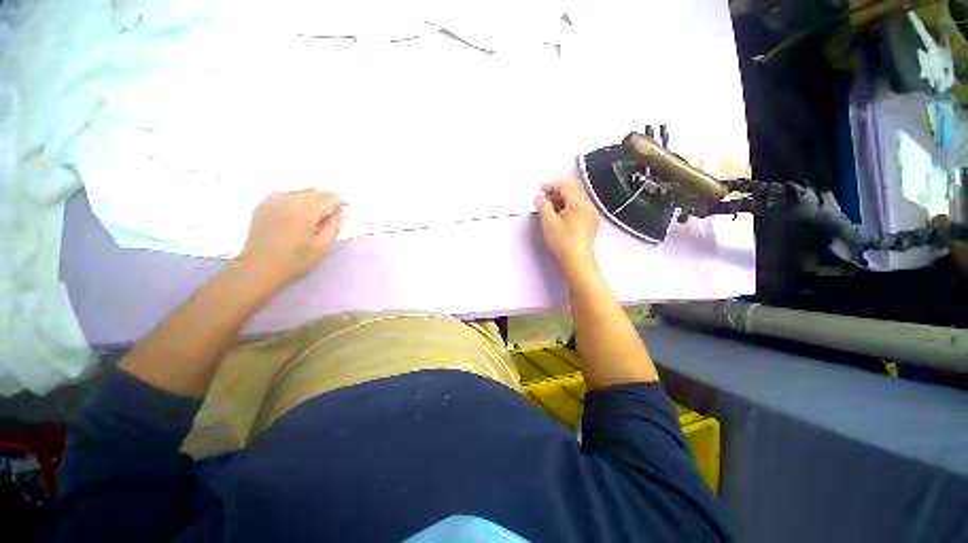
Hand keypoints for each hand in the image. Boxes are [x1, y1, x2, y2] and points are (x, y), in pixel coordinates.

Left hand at [239, 190, 345, 285]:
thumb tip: (341, 211)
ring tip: (317, 210)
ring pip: (300, 192)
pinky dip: (296, 198)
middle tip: (334, 209)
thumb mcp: (323, 247)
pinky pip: (285, 194)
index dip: (340, 200)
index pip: (328, 197)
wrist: (259, 268)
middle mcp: (290, 200)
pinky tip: (297, 209)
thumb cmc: (296, 260)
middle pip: (314, 192)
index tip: (346, 206)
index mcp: (306, 210)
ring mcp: (274, 201)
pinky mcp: (264, 205)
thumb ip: (334, 226)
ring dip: (312, 198)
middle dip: (326, 198)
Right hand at [535, 180, 599, 280]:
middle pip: (573, 191)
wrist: (578, 261)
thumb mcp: (549, 223)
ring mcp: (591, 214)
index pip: (566, 185)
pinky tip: (560, 216)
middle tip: (543, 199)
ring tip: (549, 209)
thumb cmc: (562, 241)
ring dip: (562, 200)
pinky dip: (568, 207)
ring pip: (576, 200)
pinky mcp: (591, 223)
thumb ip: (543, 206)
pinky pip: (579, 208)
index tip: (540, 191)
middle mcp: (588, 206)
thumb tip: (540, 198)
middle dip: (557, 192)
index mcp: (579, 203)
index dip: (552, 186)